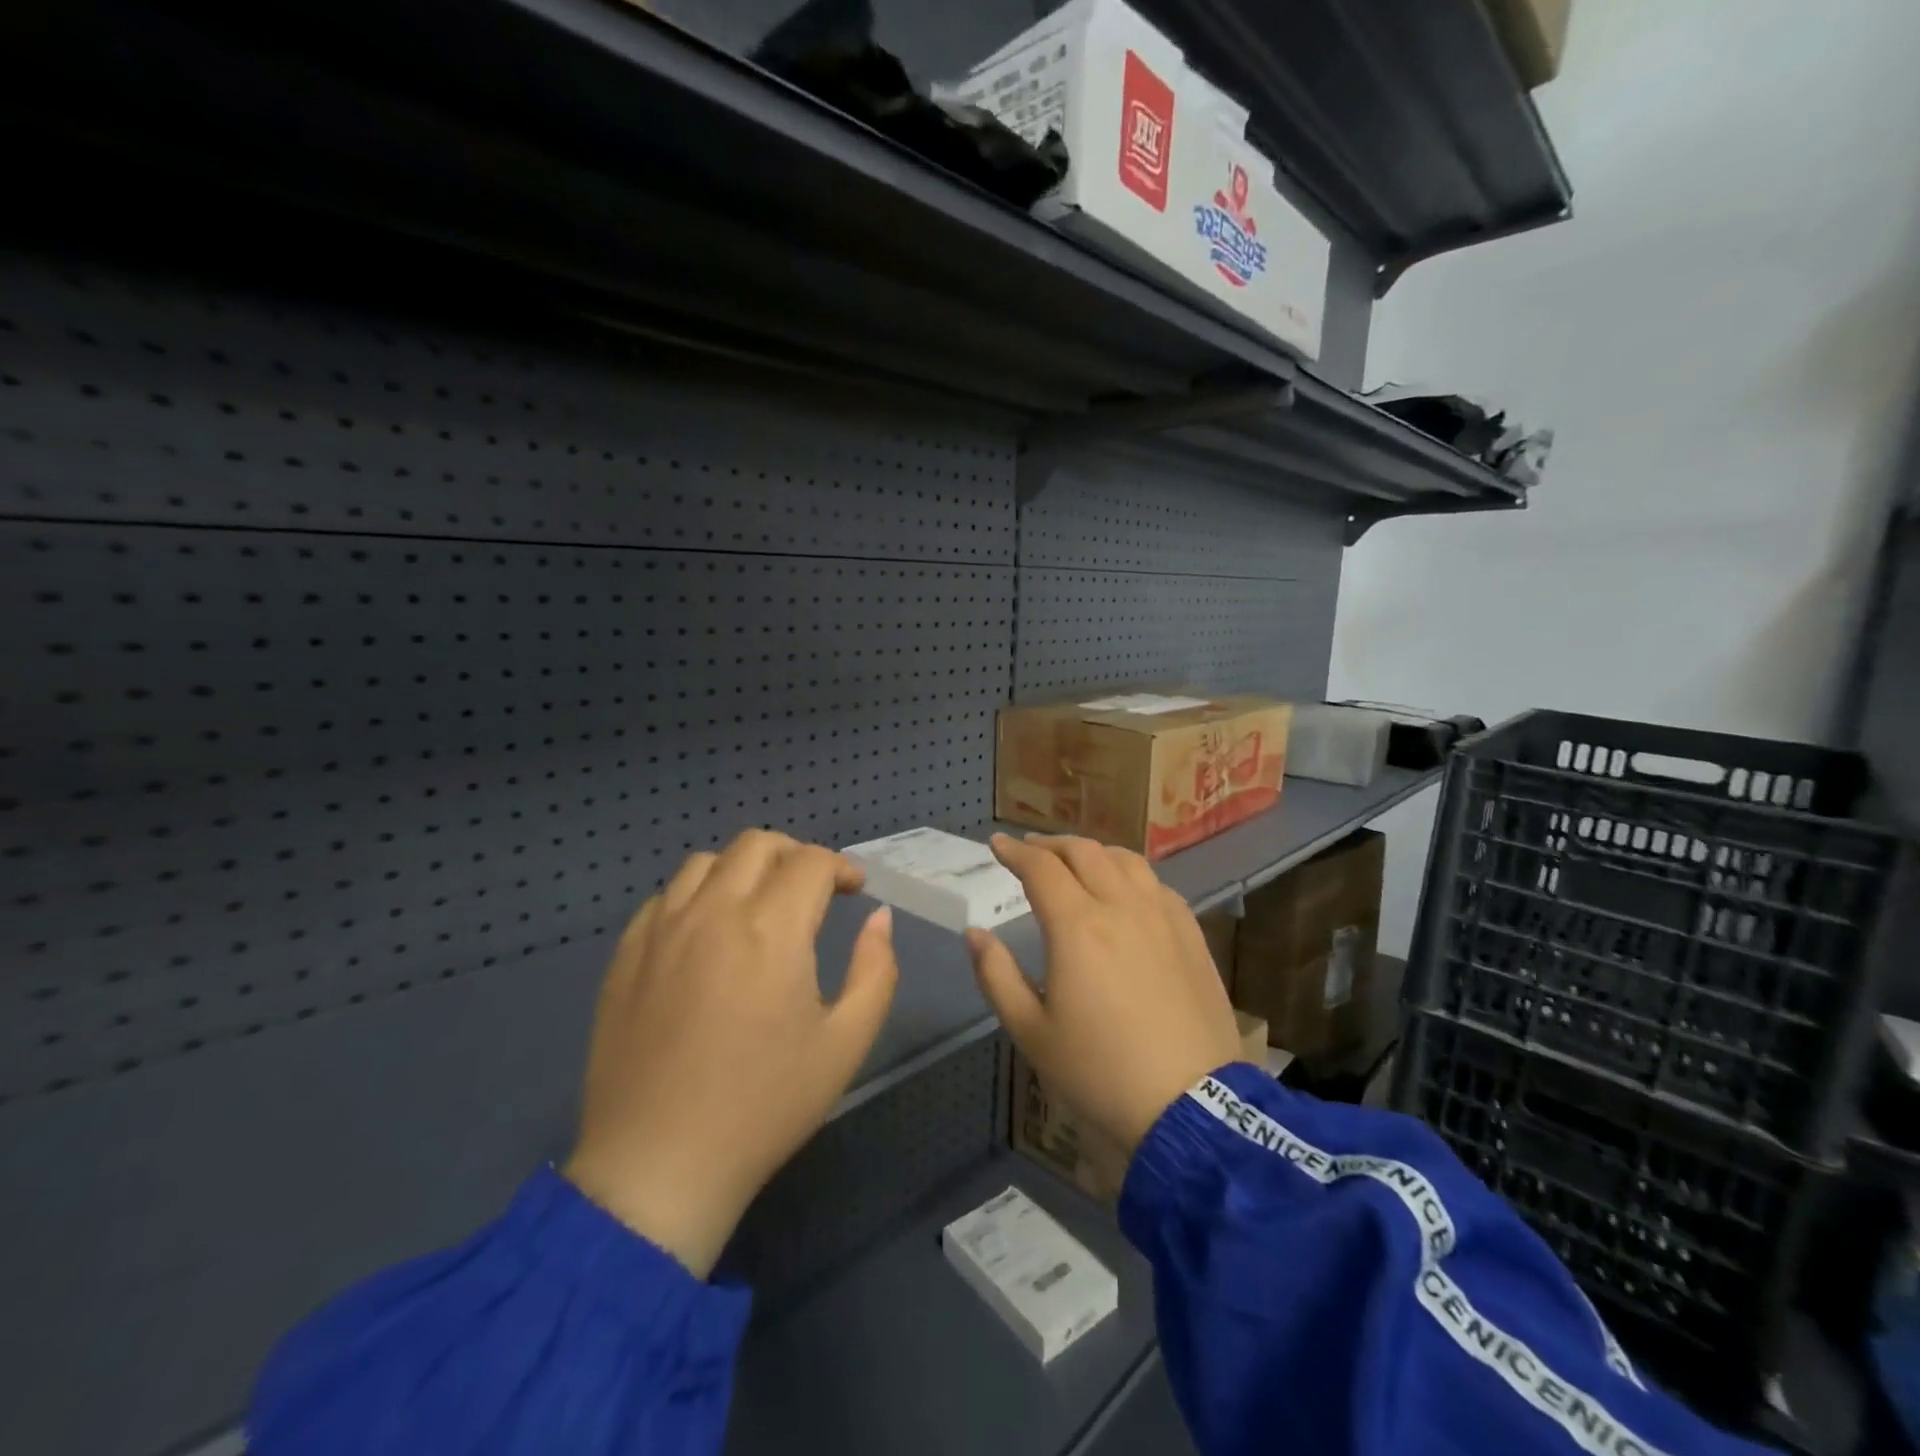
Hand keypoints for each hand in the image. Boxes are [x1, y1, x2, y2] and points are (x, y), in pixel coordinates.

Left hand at [563, 831, 898, 1277]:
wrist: (659, 1166)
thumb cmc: (764, 1106)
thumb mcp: (845, 1043)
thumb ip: (875, 969)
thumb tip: (879, 918)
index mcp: (771, 929)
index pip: (812, 862)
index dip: (841, 867)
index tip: (854, 891)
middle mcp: (713, 912)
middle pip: (758, 844)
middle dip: (796, 855)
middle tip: (812, 890)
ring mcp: (662, 930)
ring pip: (706, 862)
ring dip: (743, 869)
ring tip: (758, 905)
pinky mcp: (626, 955)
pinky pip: (665, 897)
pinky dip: (697, 896)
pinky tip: (707, 934)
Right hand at [968, 834, 1243, 1162]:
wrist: (1190, 1107)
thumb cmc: (1099, 1073)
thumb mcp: (1031, 1032)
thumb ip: (997, 975)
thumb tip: (976, 934)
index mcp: (1077, 926)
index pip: (1041, 868)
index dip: (1015, 851)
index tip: (997, 844)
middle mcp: (1121, 906)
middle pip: (1084, 852)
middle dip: (1050, 844)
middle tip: (1030, 850)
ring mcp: (1162, 916)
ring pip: (1125, 859)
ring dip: (1092, 852)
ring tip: (1075, 862)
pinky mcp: (1191, 934)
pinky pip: (1156, 884)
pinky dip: (1129, 873)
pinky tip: (1126, 890)